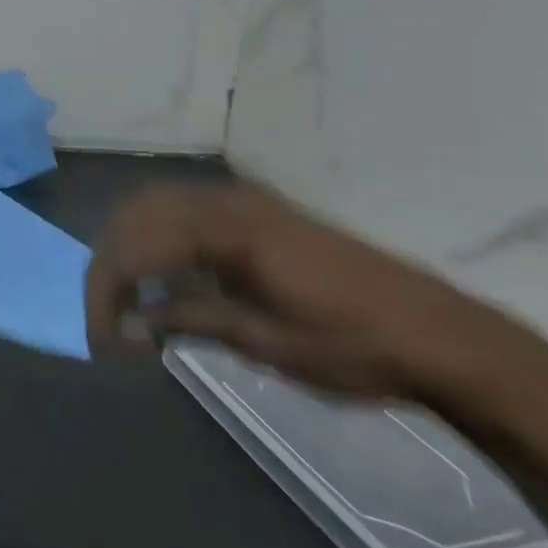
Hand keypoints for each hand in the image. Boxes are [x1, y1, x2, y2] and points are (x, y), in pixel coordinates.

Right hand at [86, 179, 529, 401]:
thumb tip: (132, 325)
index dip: (107, 293)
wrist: (445, 336)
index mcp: (226, 229)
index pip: (136, 248)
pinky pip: (185, 212)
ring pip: (156, 208)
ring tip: (130, 301)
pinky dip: (160, 241)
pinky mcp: (259, 212)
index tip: (102, 342)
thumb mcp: (265, 343)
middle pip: (135, 217)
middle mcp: (226, 199)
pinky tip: (168, 279)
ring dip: (132, 249)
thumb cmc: (356, 348)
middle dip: (110, 266)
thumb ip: (189, 321)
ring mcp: (244, 199)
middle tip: (108, 320)